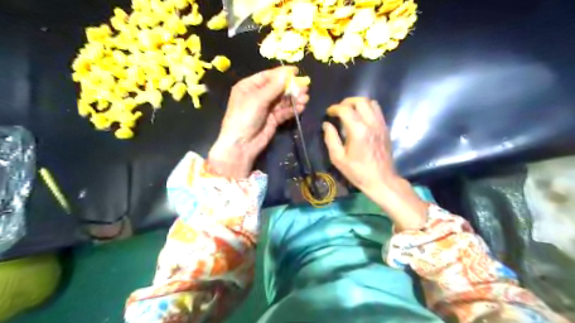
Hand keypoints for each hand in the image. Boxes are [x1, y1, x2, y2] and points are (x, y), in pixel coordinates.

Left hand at [211, 66, 309, 179]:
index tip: (296, 71)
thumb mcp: (257, 100)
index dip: (281, 73)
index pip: (267, 76)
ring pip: (282, 100)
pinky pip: (284, 112)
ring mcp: (266, 108)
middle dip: (291, 88)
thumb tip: (286, 73)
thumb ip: (274, 87)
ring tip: (305, 98)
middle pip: (277, 88)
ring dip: (294, 99)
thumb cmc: (244, 118)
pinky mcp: (272, 120)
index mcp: (249, 86)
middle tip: (305, 88)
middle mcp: (257, 96)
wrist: (242, 145)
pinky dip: (292, 109)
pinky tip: (301, 107)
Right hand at [323, 98, 425, 230]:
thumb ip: (330, 138)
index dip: (335, 108)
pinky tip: (361, 119)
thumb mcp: (338, 158)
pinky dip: (367, 109)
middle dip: (347, 102)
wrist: (381, 180)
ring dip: (358, 104)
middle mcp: (371, 123)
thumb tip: (326, 124)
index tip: (329, 113)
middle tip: (339, 110)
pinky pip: (377, 110)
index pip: (345, 109)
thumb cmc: (357, 171)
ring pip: (371, 103)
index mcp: (358, 131)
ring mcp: (381, 125)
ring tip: (350, 112)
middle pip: (360, 101)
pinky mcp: (385, 128)